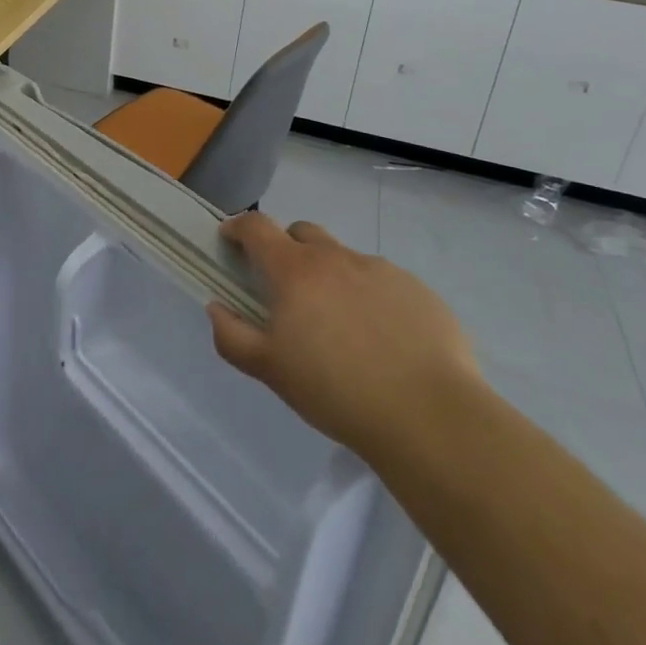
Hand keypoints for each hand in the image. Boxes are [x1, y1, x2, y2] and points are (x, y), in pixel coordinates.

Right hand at [208, 212, 481, 460]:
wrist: (430, 417)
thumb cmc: (336, 391)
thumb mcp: (270, 371)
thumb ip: (232, 336)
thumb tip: (216, 307)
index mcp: (295, 270)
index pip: (257, 227)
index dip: (239, 228)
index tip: (230, 240)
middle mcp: (336, 258)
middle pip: (302, 232)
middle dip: (287, 249)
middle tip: (287, 289)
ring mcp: (381, 270)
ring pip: (344, 259)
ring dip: (331, 276)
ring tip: (341, 325)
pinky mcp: (418, 291)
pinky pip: (383, 282)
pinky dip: (371, 297)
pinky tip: (383, 340)